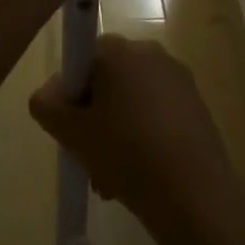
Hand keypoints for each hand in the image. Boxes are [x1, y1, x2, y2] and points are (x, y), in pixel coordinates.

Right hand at [28, 35, 236, 224]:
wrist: (194, 195)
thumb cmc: (127, 154)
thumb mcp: (73, 134)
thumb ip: (47, 106)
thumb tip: (48, 94)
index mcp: (119, 49)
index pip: (83, 58)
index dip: (71, 92)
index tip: (71, 127)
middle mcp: (150, 51)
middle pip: (108, 80)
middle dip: (95, 116)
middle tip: (88, 157)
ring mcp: (177, 77)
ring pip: (133, 100)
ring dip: (117, 131)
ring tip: (112, 179)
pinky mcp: (196, 104)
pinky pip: (158, 112)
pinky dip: (145, 136)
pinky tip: (141, 176)